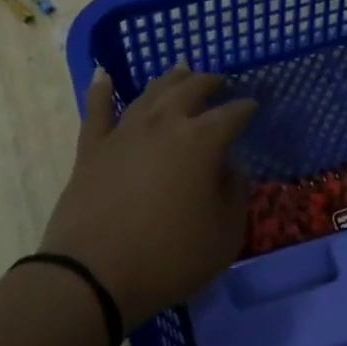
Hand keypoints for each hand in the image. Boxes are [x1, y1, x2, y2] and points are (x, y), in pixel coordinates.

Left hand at [40, 65, 257, 330]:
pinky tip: (103, 74)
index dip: (246, 108)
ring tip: (181, 70)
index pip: (232, 115)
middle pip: (190, 91)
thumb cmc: (169, 257)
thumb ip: (234, 194)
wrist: (93, 276)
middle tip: (219, 81)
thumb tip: (230, 168)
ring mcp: (124, 133)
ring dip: (169, 79)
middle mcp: (164, 125)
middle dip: (209, 82)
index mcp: (201, 141)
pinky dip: (101, 90)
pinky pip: (97, 110)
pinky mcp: (92, 149)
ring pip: (150, 93)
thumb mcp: (225, 235)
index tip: (254, 104)